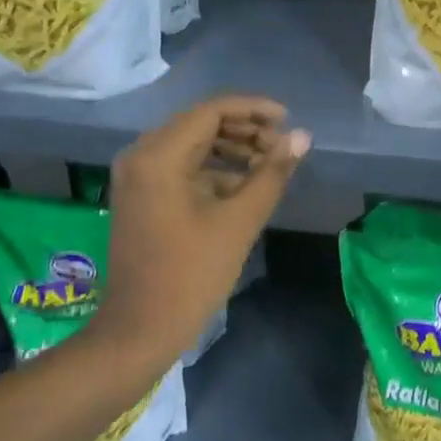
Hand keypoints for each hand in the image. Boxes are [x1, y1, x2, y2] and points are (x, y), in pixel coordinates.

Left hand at [93, 96, 309, 365]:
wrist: (140, 331)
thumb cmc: (191, 274)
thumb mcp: (239, 221)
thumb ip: (272, 173)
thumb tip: (302, 136)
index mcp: (158, 156)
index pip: (211, 111)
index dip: (253, 110)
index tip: (288, 120)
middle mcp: (141, 155)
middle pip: (200, 124)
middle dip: (244, 130)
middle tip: (282, 146)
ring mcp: (137, 177)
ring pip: (191, 144)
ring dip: (231, 149)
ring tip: (269, 164)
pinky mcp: (141, 196)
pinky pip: (181, 166)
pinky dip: (213, 169)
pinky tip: (244, 186)